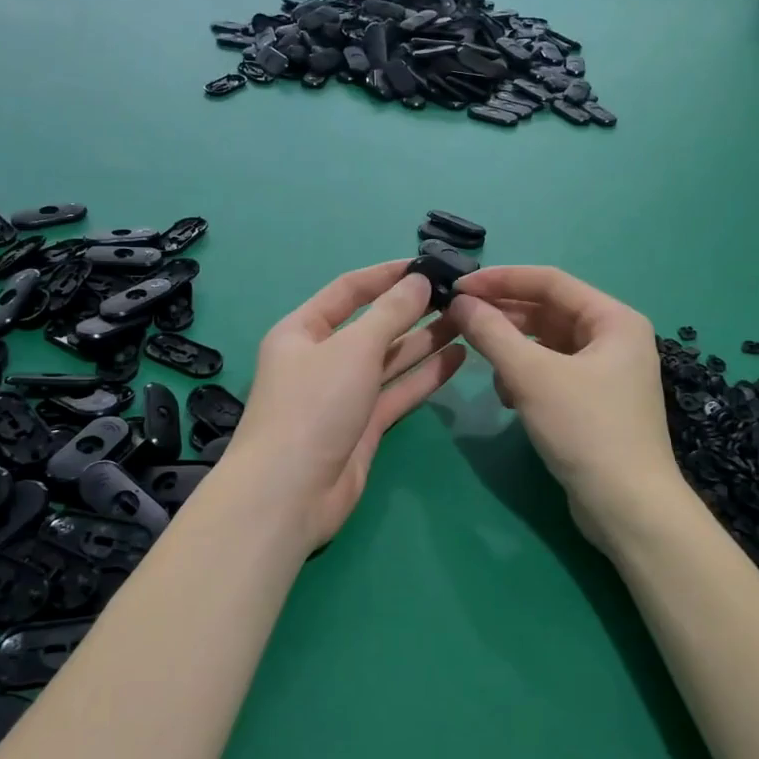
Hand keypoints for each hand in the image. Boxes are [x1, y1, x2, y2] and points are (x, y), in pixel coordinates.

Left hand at [227, 261, 466, 549]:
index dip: (386, 275)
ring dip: (426, 340)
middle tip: (458, 295)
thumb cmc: (313, 406)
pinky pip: (398, 392)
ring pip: (390, 360)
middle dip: (412, 309)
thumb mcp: (353, 348)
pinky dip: (426, 376)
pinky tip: (458, 358)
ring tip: (467, 320)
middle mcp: (322, 359)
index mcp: (303, 331)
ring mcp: (344, 395)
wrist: (290, 493)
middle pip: (373, 325)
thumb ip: (390, 313)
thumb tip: (418, 281)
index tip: (426, 265)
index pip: (348, 290)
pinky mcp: (364, 426)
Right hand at [447, 267, 683, 549]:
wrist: (627, 507)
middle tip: (459, 320)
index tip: (459, 285)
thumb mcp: (532, 376)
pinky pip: (552, 372)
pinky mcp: (594, 401)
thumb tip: (461, 303)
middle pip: (548, 311)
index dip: (501, 279)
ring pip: (547, 344)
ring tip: (484, 365)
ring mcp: (606, 372)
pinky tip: (507, 397)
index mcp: (613, 319)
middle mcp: (614, 338)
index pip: (550, 282)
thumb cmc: (585, 430)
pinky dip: (526, 377)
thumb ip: (493, 334)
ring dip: (513, 350)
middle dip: (504, 316)